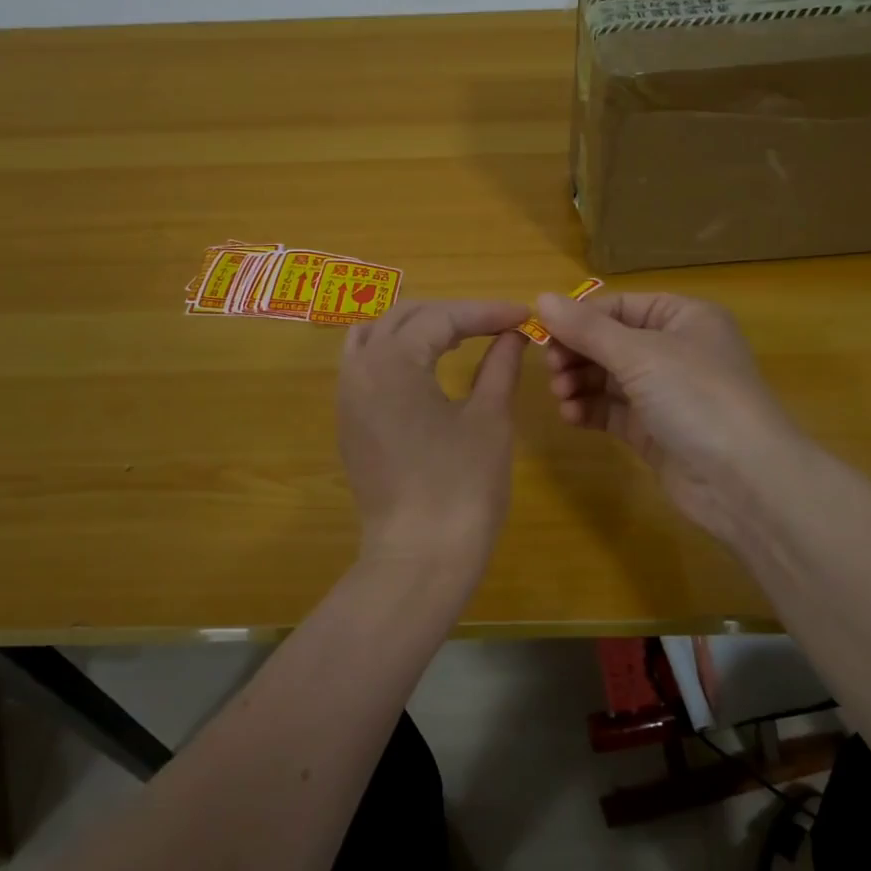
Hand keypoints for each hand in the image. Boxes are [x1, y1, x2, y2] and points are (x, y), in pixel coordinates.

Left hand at [338, 299, 531, 568]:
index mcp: (392, 361)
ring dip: (417, 328)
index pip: (441, 317)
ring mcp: (347, 397)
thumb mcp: (489, 418)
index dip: (485, 312)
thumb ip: (500, 365)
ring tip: (458, 337)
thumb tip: (513, 335)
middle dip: (452, 315)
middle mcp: (359, 369)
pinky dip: (396, 353)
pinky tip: (427, 367)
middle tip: (496, 325)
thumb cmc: (462, 486)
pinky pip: (366, 366)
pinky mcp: (349, 423)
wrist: (419, 558)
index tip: (523, 316)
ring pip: (376, 336)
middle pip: (404, 317)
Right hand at [537, 291, 801, 544]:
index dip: (581, 318)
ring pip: (609, 378)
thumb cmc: (697, 397)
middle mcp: (676, 350)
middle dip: (578, 354)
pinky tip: (572, 417)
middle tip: (551, 370)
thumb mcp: (639, 354)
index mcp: (683, 318)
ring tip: (561, 396)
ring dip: (580, 383)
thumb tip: (540, 298)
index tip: (542, 334)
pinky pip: (614, 411)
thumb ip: (587, 329)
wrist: (743, 480)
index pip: (620, 306)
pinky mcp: (656, 430)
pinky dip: (590, 410)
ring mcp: (666, 393)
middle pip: (611, 342)